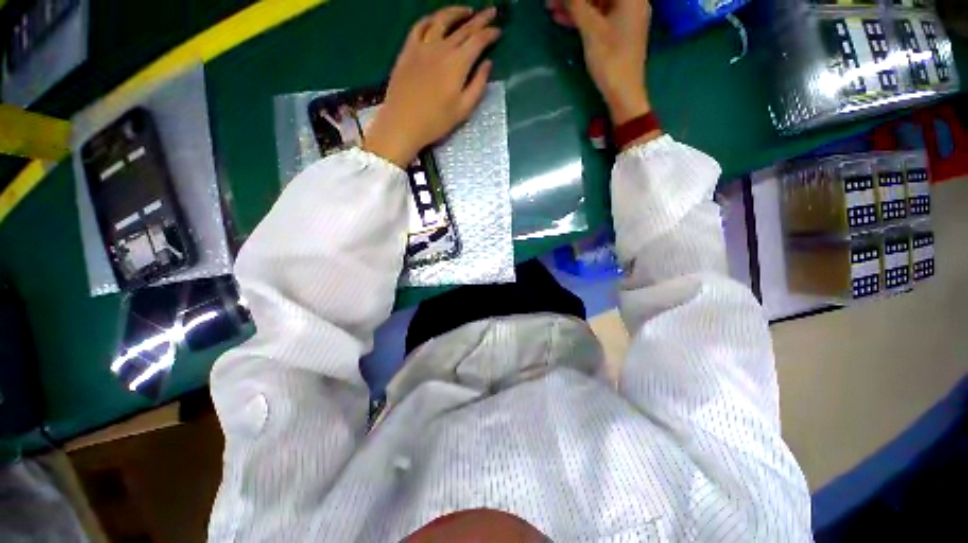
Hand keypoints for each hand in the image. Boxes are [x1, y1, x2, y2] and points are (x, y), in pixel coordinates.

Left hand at [364, 6, 500, 166]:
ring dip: (456, 12)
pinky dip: (430, 19)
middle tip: (491, 12)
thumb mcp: (464, 109)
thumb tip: (487, 64)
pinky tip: (436, 20)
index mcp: (458, 64)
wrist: (403, 123)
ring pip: (441, 20)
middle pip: (463, 27)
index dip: (490, 33)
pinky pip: (419, 26)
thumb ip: (478, 85)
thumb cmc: (436, 121)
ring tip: (467, 11)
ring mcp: (422, 46)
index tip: (498, 31)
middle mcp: (441, 48)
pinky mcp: (408, 50)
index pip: (478, 41)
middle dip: (480, 18)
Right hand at [558, 0, 651, 124]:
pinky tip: (563, 18)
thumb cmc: (611, 60)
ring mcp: (625, 16)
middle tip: (551, 1)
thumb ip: (577, 5)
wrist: (624, 92)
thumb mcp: (591, 30)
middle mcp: (631, 1)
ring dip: (575, 5)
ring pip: (596, 3)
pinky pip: (598, 16)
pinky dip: (582, 17)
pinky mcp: (618, 30)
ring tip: (551, 8)